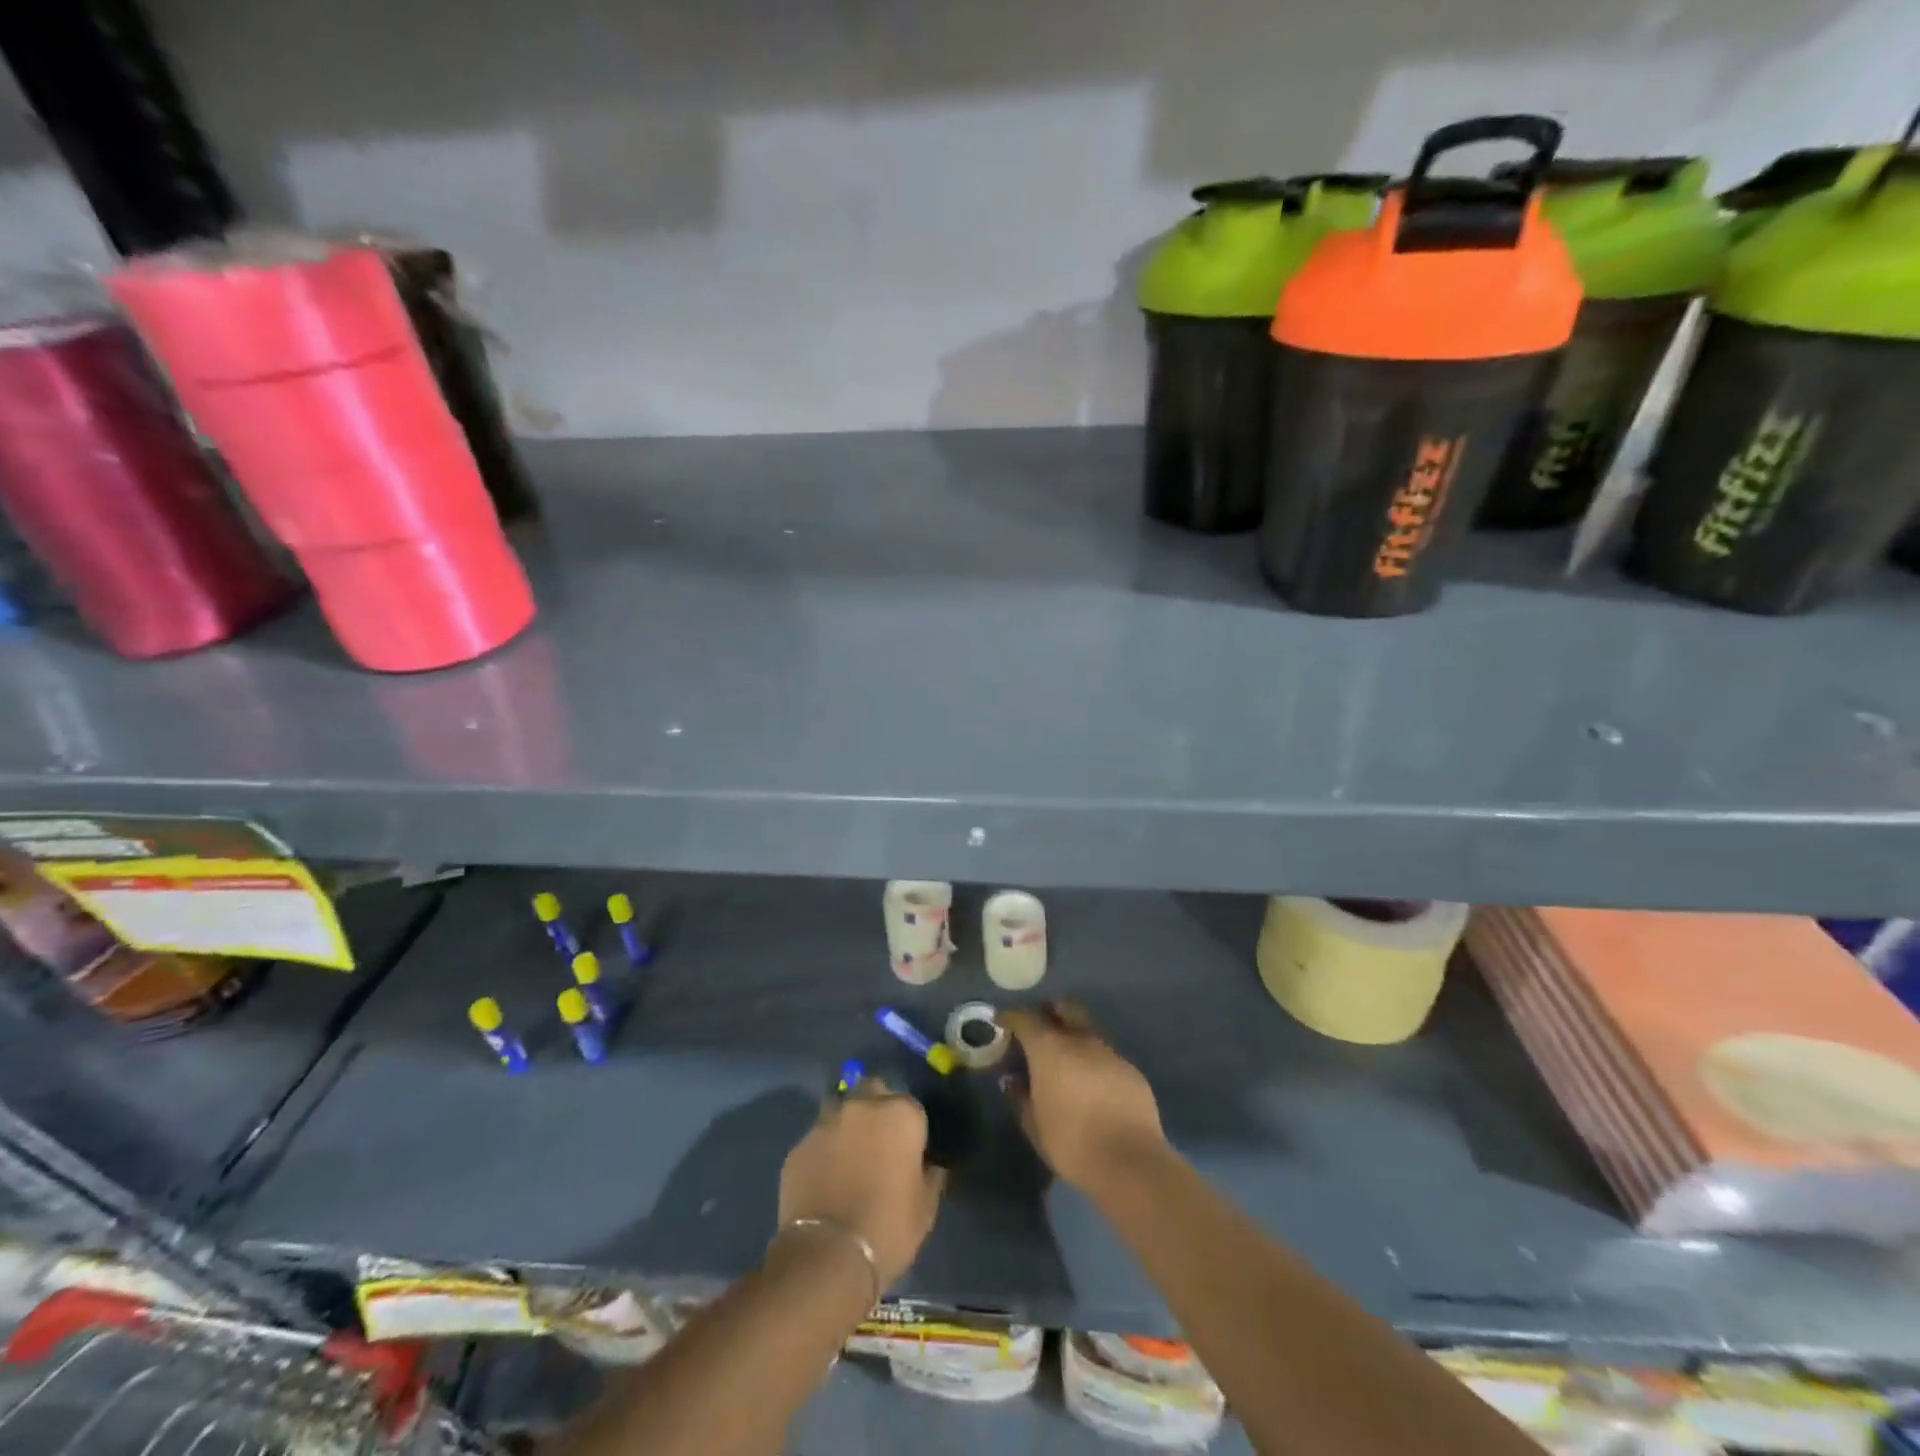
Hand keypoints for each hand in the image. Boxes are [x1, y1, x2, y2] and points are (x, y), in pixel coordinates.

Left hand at [777, 1078, 943, 1289]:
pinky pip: (817, 1139)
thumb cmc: (888, 1228)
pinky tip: (824, 1178)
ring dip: (847, 1124)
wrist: (827, 1256)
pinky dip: (823, 1151)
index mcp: (900, 1114)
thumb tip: (930, 1166)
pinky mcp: (798, 1146)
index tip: (909, 1153)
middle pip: (872, 1091)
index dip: (911, 1129)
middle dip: (876, 1108)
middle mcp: (862, 1107)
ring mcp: (826, 1123)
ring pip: (840, 1109)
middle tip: (878, 1143)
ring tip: (848, 1157)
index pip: (911, 1106)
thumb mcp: (925, 1208)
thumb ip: (930, 1176)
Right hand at [1002, 1001, 1166, 1191]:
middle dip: (1049, 1011)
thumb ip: (1020, 1097)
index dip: (1011, 1016)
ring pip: (1087, 1029)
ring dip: (1074, 1035)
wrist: (1129, 1161)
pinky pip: (1106, 1054)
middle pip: (1064, 1007)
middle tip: (1039, 1028)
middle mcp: (1080, 1040)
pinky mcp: (1131, 1069)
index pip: (1025, 1018)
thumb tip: (1012, 1080)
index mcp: (1050, 1048)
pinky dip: (1093, 1060)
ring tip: (1065, 1059)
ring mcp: (1109, 1052)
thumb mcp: (1034, 1125)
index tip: (1003, 1022)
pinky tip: (1092, 1083)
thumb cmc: (1071, 1142)